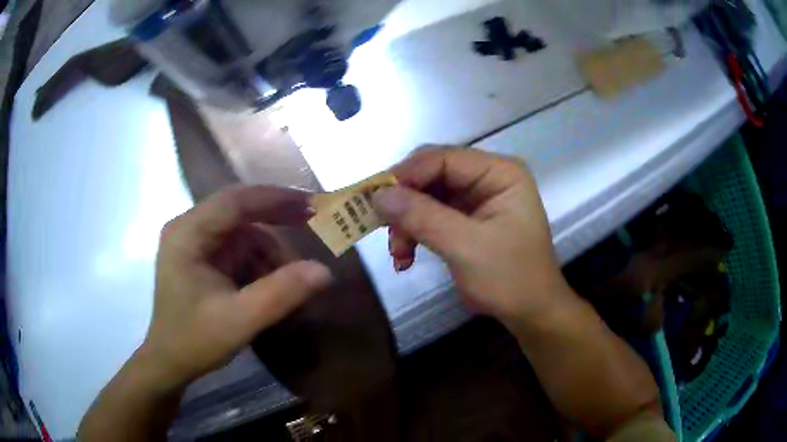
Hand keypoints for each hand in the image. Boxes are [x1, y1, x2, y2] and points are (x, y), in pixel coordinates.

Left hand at [140, 186, 333, 388]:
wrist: (170, 362)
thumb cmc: (195, 341)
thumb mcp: (240, 320)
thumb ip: (280, 294)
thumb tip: (324, 271)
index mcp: (187, 234)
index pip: (233, 201)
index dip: (274, 198)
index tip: (311, 203)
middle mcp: (189, 229)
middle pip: (238, 210)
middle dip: (276, 217)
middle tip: (312, 222)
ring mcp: (195, 242)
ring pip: (242, 231)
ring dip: (270, 250)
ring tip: (292, 277)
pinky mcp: (203, 258)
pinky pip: (238, 249)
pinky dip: (260, 262)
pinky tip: (273, 282)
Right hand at [372, 147, 572, 322]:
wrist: (530, 312)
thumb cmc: (510, 278)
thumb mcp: (466, 247)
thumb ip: (423, 217)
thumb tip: (378, 195)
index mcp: (499, 172)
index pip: (443, 158)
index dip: (406, 175)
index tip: (375, 200)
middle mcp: (487, 177)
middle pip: (431, 175)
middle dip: (404, 203)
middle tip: (382, 228)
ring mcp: (476, 198)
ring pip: (425, 196)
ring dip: (406, 224)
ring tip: (398, 254)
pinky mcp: (466, 218)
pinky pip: (429, 216)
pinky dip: (414, 234)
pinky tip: (405, 258)